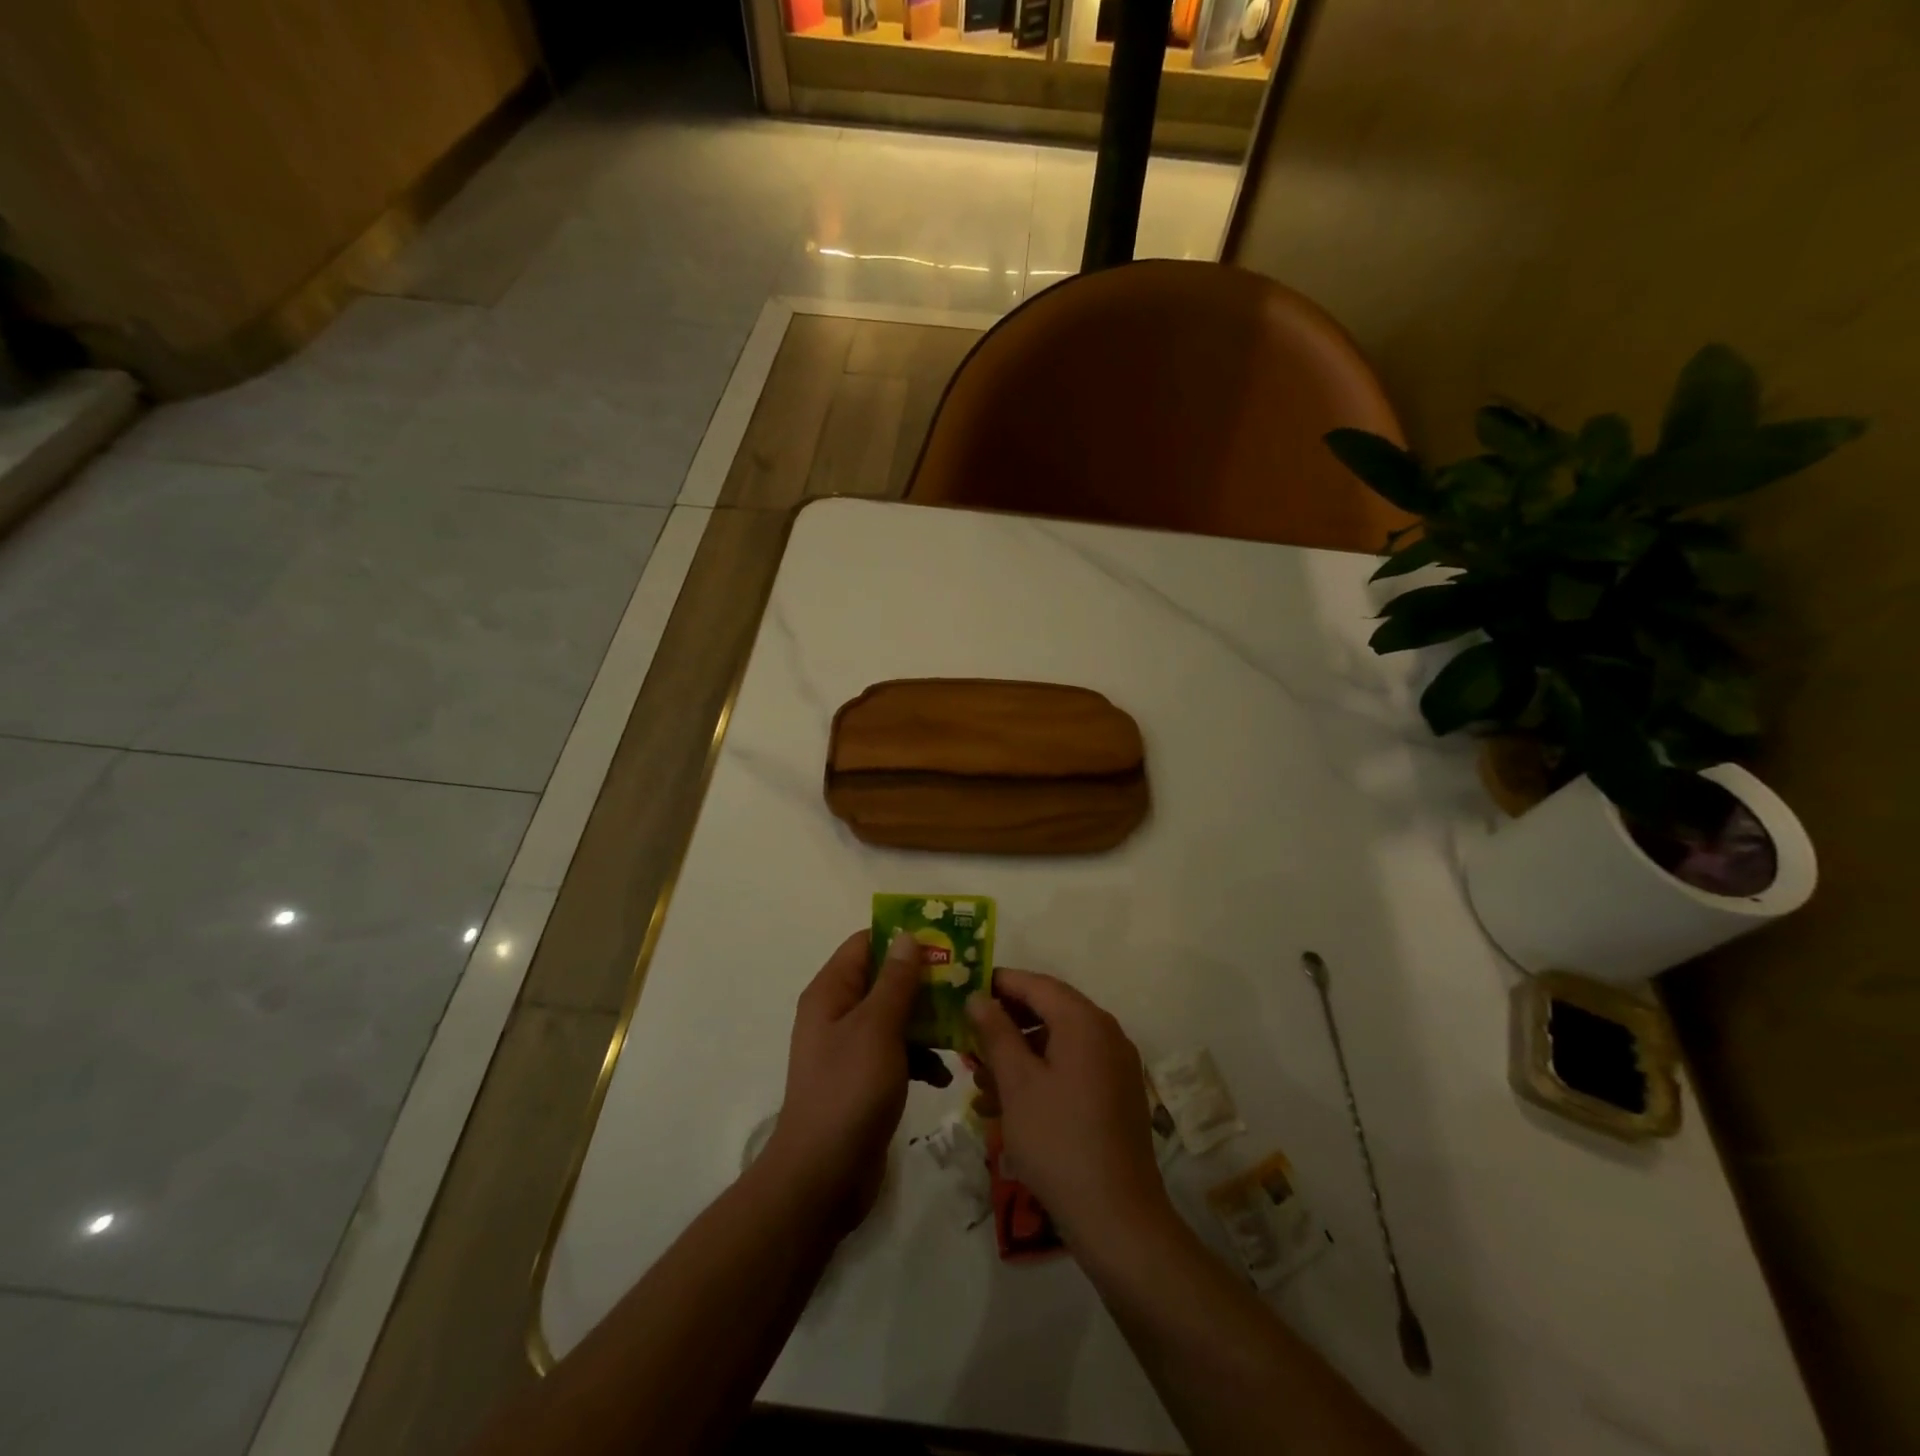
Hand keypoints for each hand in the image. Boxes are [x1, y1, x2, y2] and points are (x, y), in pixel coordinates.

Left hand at [763, 929, 949, 1226]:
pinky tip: (943, 1075)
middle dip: (924, 982)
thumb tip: (907, 936)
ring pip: (896, 1017)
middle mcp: (838, 1013)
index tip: (944, 940)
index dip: (902, 937)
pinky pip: (897, 1053)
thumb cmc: (849, 1090)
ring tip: (963, 1028)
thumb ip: (895, 981)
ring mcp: (851, 1049)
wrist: (823, 1177)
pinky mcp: (865, 1080)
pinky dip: (920, 1058)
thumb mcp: (877, 1028)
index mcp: (832, 992)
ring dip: (927, 1022)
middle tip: (965, 983)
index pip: (866, 943)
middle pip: (885, 980)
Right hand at [966, 969, 1171, 1250]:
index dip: (999, 984)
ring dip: (1018, 1056)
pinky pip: (1072, 1070)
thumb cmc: (1058, 1141)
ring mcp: (1115, 1066)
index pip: (1036, 984)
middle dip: (1005, 1026)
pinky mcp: (1115, 1096)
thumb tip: (979, 997)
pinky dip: (1040, 1077)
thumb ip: (996, 1033)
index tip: (964, 992)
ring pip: (1057, 1044)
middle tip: (968, 1041)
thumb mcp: (1017, 1084)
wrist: (1118, 1218)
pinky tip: (1007, 1106)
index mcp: (1085, 1022)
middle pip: (1048, 1011)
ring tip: (980, 1084)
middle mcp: (1106, 1033)